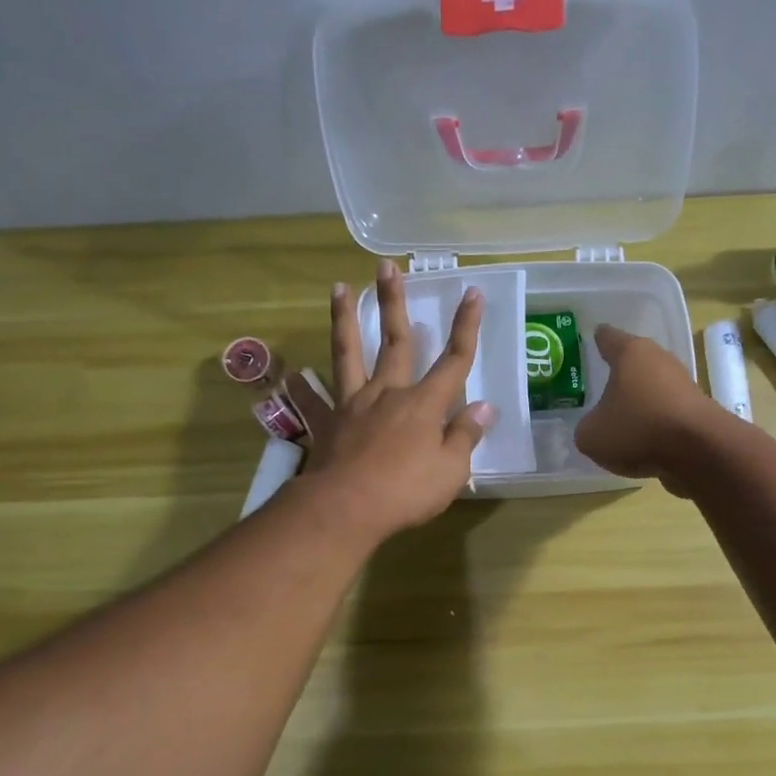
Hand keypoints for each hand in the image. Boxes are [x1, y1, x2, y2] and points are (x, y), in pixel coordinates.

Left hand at [289, 259, 492, 540]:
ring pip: (348, 355)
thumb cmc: (406, 491)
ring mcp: (352, 405)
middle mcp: (387, 393)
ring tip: (339, 288)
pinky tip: (291, 375)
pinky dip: (302, 388)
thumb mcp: (451, 470)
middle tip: (387, 267)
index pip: (453, 361)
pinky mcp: (327, 424)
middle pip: (394, 342)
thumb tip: (484, 407)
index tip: (471, 293)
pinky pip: (313, 402)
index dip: (466, 328)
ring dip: (345, 320)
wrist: (346, 508)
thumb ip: (465, 436)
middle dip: (394, 303)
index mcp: (423, 404)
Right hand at [575, 324, 724, 494]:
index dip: (598, 338)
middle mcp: (659, 360)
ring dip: (639, 400)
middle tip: (600, 386)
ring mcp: (682, 384)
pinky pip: (666, 412)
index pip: (608, 337)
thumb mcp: (591, 435)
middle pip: (634, 362)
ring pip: (652, 388)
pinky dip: (655, 423)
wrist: (700, 450)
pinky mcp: (697, 410)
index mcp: (631, 353)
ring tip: (620, 419)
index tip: (592, 337)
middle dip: (619, 374)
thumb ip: (586, 427)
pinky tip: (643, 440)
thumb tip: (593, 428)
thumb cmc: (638, 429)